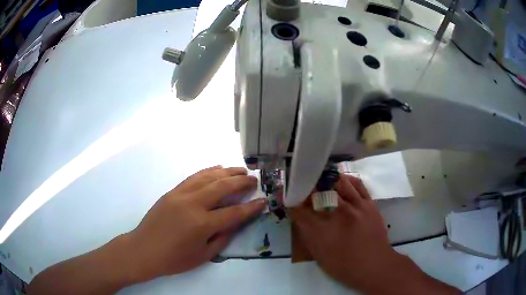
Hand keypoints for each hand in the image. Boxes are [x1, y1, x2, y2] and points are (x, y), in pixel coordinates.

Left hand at [124, 166, 265, 282]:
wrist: (144, 250)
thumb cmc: (174, 259)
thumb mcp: (203, 255)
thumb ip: (222, 237)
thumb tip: (235, 222)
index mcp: (202, 224)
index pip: (234, 212)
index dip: (251, 207)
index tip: (263, 200)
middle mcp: (193, 204)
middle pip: (222, 187)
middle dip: (241, 182)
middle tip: (254, 179)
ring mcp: (181, 194)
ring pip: (208, 177)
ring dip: (227, 172)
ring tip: (241, 170)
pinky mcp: (172, 191)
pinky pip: (194, 177)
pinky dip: (209, 171)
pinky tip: (218, 169)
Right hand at [291, 175, 397, 290]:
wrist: (373, 265)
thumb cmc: (344, 265)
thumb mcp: (318, 255)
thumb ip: (307, 235)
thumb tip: (300, 218)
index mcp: (321, 229)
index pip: (299, 209)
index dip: (292, 202)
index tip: (290, 198)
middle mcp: (337, 213)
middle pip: (318, 191)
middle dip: (309, 187)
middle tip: (306, 187)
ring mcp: (355, 205)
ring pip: (338, 182)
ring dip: (327, 180)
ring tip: (323, 180)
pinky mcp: (368, 203)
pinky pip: (357, 184)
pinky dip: (347, 179)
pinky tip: (342, 180)